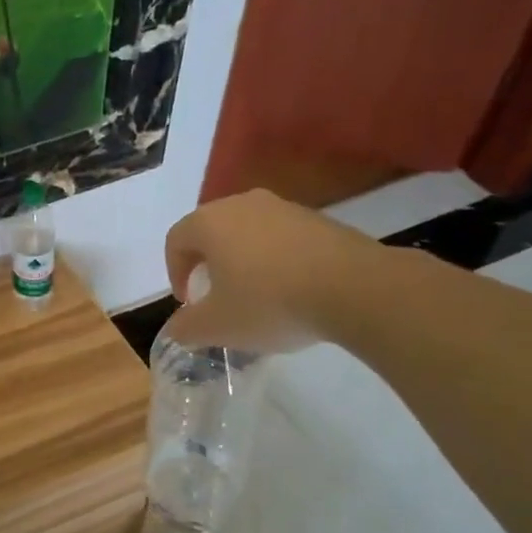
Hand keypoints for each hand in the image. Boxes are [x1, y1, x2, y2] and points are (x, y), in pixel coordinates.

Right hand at [162, 190, 381, 352]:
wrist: (357, 289)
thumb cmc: (270, 302)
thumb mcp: (217, 326)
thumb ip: (186, 327)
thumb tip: (176, 328)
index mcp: (209, 222)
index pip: (176, 241)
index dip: (175, 273)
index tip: (188, 303)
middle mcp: (242, 204)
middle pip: (211, 232)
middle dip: (208, 264)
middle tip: (216, 296)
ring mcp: (284, 207)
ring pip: (248, 233)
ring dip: (243, 261)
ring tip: (256, 295)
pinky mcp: (319, 219)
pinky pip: (282, 237)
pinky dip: (276, 260)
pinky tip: (292, 290)